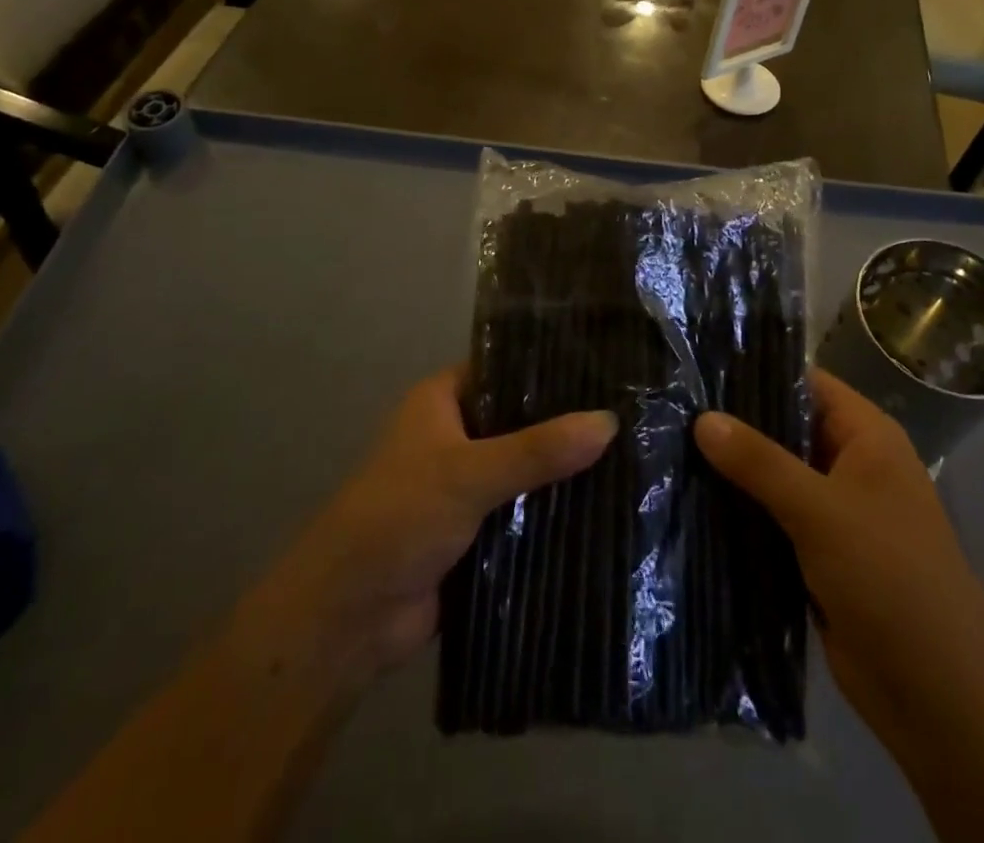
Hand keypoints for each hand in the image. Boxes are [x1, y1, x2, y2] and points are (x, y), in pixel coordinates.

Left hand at [258, 367, 618, 696]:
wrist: (349, 616)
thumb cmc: (399, 516)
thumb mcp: (470, 473)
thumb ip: (538, 450)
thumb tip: (610, 421)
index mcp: (441, 401)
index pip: (504, 368)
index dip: (549, 366)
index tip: (606, 366)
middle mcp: (455, 435)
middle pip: (520, 420)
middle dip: (565, 424)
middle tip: (632, 414)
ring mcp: (465, 485)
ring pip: (525, 469)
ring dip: (563, 472)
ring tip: (634, 456)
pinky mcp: (476, 532)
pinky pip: (523, 513)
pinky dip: (553, 513)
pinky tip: (606, 508)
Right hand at [694, 370, 983, 733]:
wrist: (938, 698)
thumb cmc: (890, 579)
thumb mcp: (820, 510)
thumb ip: (759, 461)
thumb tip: (701, 418)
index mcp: (868, 437)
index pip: (806, 383)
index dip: (756, 370)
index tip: (699, 366)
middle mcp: (852, 464)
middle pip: (785, 428)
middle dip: (735, 422)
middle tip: (671, 407)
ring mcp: (835, 511)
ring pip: (774, 475)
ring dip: (732, 470)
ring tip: (668, 445)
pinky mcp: (818, 553)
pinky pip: (772, 517)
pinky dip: (740, 510)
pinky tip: (690, 498)